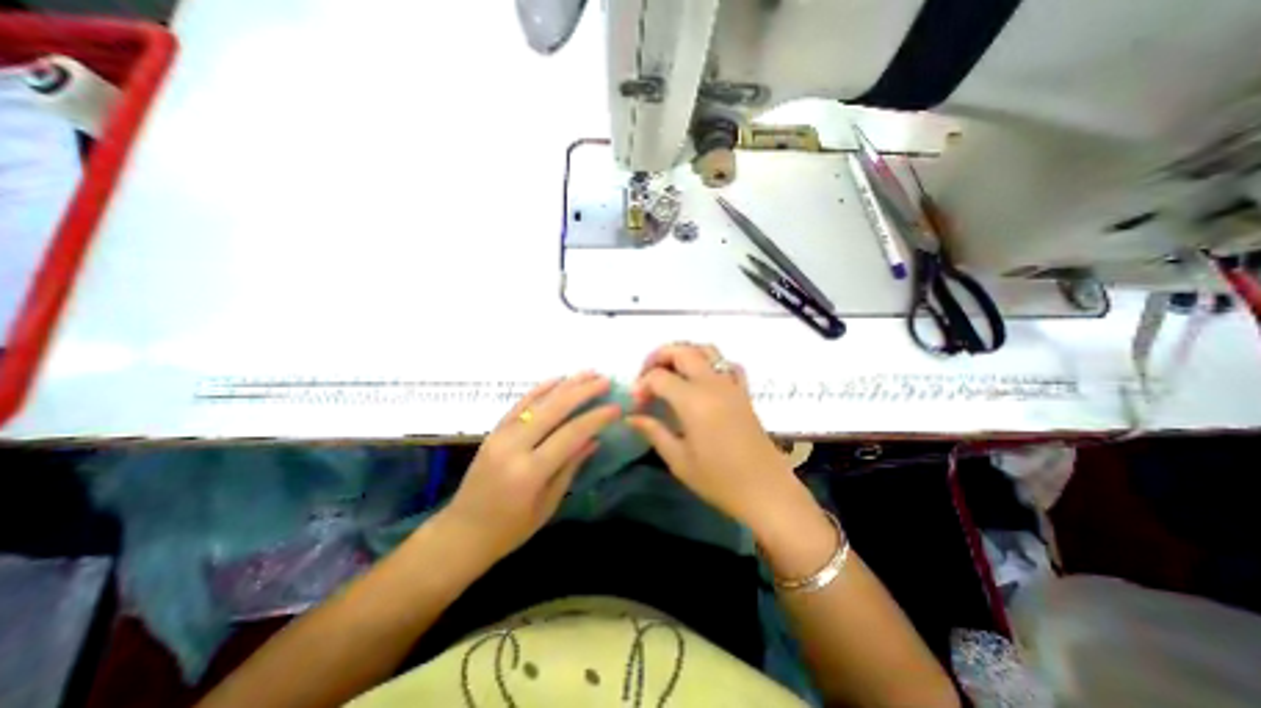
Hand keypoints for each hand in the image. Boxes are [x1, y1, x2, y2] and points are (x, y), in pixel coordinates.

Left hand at [445, 375, 620, 561]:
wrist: (461, 533)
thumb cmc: (509, 530)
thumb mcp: (547, 505)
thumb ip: (570, 468)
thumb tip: (593, 439)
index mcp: (530, 472)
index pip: (570, 434)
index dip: (596, 418)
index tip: (616, 407)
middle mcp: (514, 446)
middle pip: (554, 409)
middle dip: (583, 391)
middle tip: (605, 381)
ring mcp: (500, 435)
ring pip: (538, 401)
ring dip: (566, 384)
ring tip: (588, 372)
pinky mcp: (494, 431)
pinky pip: (519, 403)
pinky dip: (540, 388)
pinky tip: (557, 378)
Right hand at [622, 343, 819, 535]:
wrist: (766, 491)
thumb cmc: (719, 480)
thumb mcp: (679, 460)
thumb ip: (654, 432)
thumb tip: (631, 417)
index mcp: (693, 401)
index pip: (659, 376)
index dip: (642, 384)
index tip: (636, 403)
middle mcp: (712, 384)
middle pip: (682, 350)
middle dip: (658, 356)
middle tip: (646, 377)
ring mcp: (731, 384)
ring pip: (706, 349)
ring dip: (684, 353)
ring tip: (671, 371)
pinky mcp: (744, 391)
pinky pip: (727, 363)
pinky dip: (711, 362)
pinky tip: (703, 379)